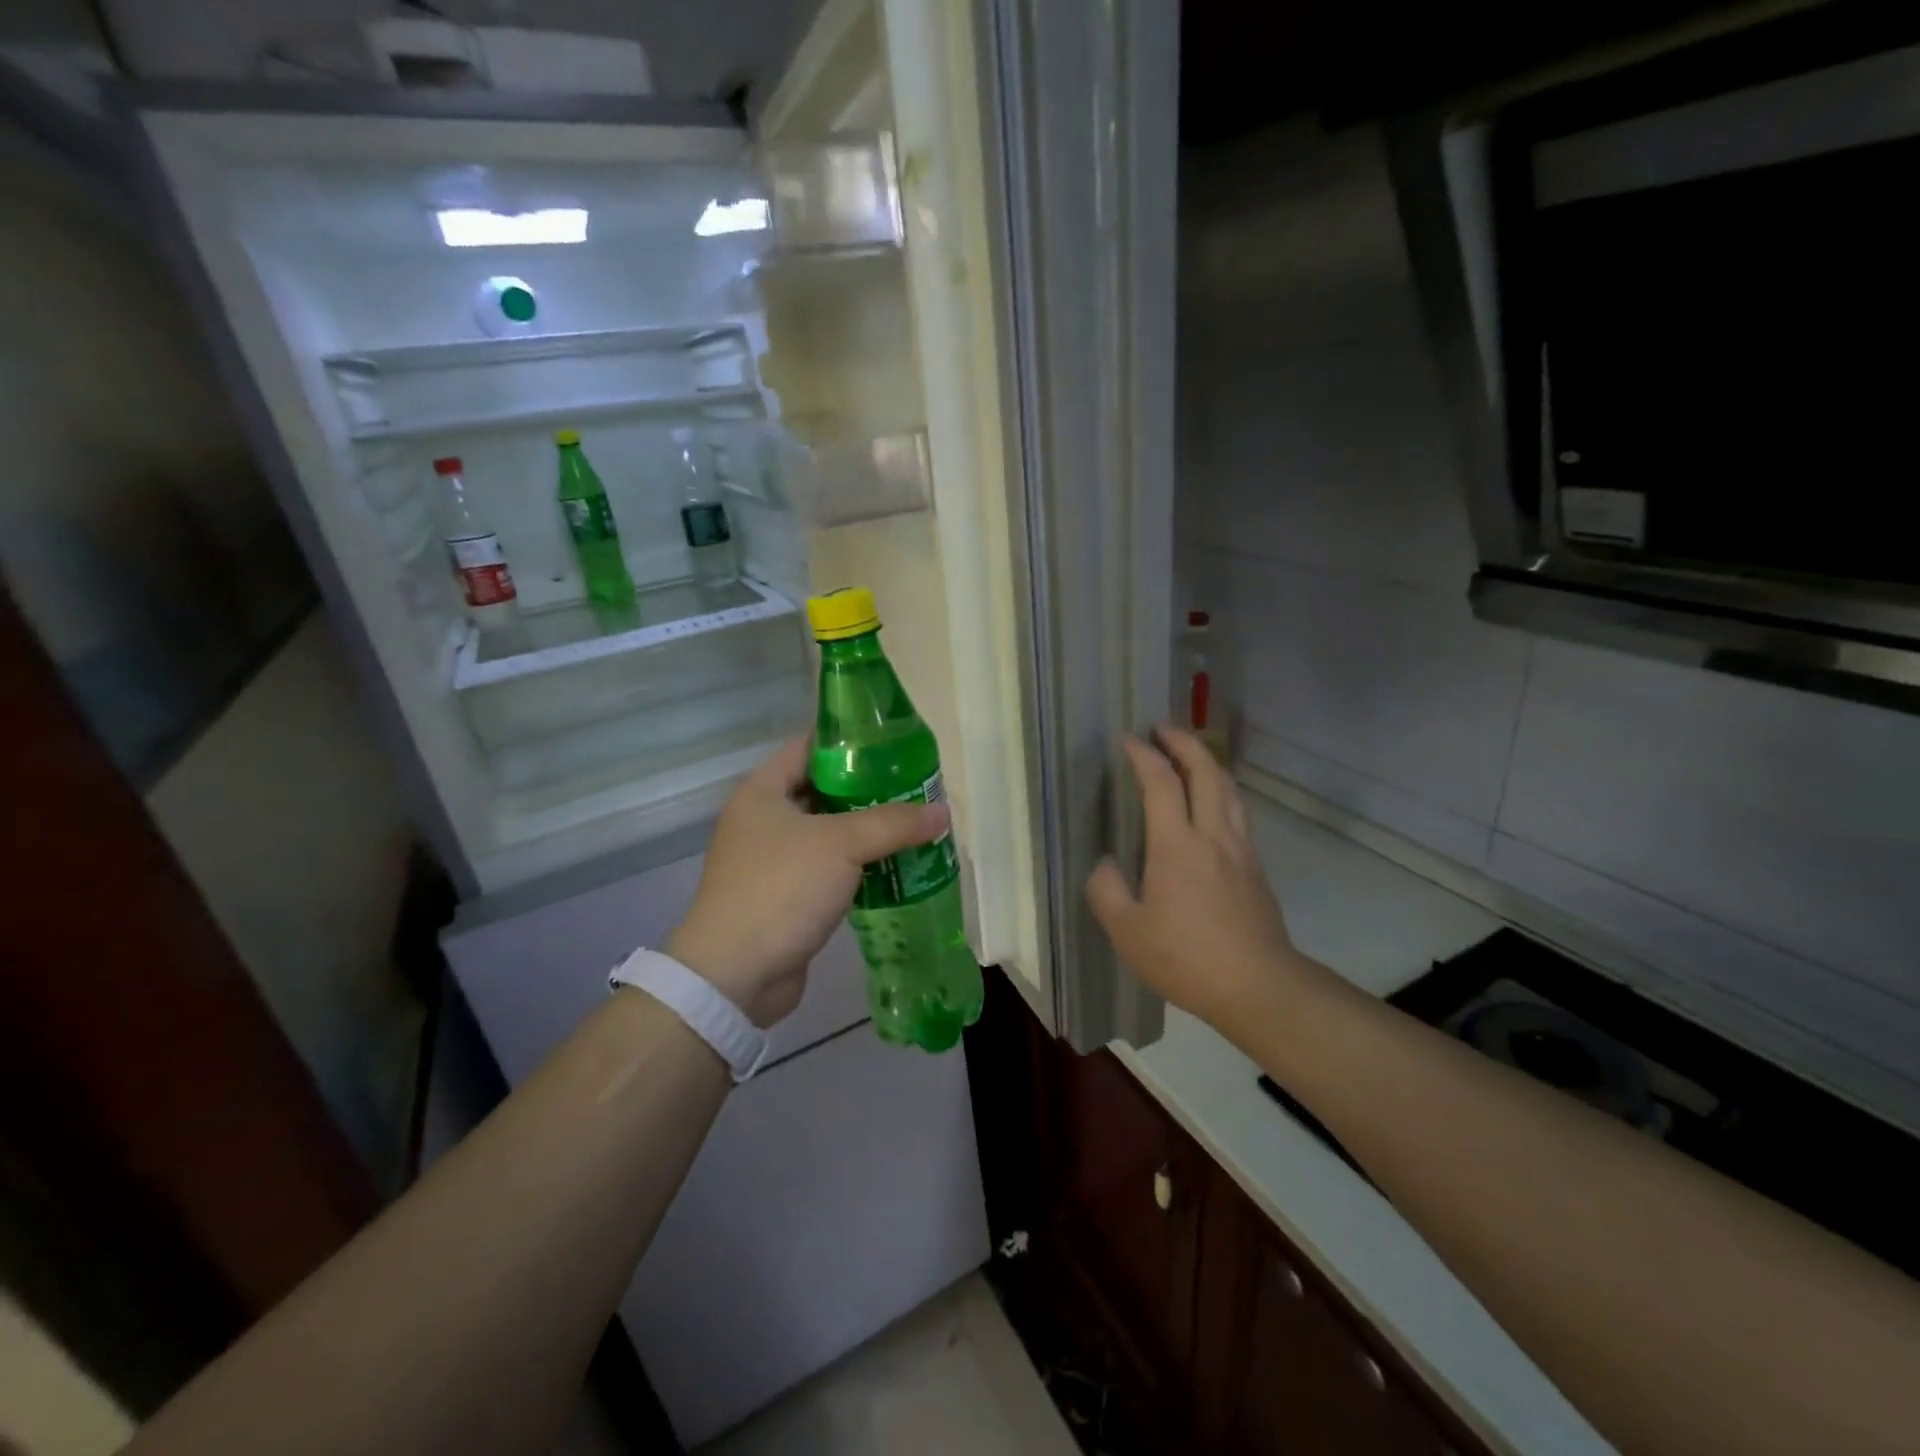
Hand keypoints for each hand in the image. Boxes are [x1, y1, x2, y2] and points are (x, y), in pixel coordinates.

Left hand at [669, 735, 949, 1026]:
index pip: (808, 747)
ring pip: (829, 833)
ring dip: (867, 831)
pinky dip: (859, 865)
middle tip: (915, 785)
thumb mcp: (841, 845)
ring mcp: (772, 860)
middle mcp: (763, 820)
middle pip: (823, 790)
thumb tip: (942, 812)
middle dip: (868, 788)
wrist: (736, 975)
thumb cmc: (781, 889)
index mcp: (762, 791)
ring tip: (914, 822)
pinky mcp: (786, 896)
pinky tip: (896, 865)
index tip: (892, 741)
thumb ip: (893, 823)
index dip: (848, 740)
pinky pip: (829, 868)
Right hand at [1086, 726, 1310, 1027]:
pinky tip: (1213, 805)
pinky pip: (1238, 812)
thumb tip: (1105, 865)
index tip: (1128, 739)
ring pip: (1229, 788)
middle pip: (1206, 771)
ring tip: (1190, 754)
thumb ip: (1107, 890)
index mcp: (1177, 845)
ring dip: (1208, 762)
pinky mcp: (1256, 868)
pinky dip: (1222, 791)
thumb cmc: (1186, 958)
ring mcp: (1241, 849)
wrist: (1258, 986)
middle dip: (1183, 742)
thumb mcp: (1127, 932)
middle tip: (1162, 728)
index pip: (1161, 782)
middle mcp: (1213, 835)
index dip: (1143, 755)